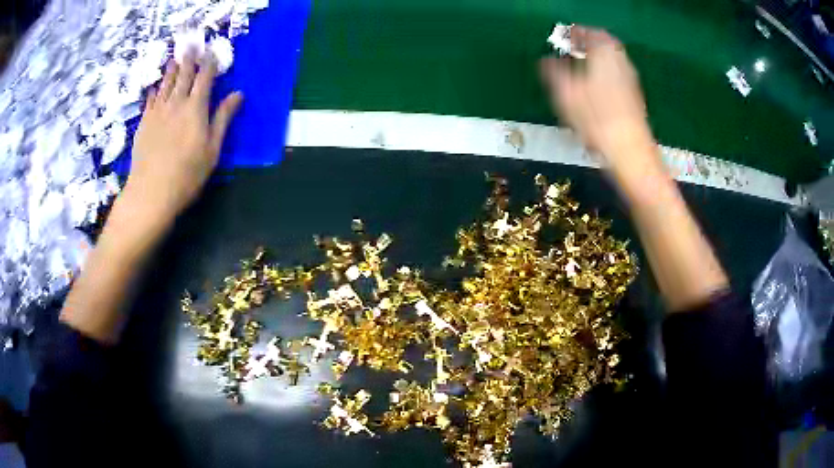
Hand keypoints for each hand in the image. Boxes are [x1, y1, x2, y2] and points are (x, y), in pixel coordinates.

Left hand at [125, 53, 242, 224]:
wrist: (151, 192)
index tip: (213, 52)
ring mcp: (157, 112)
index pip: (205, 78)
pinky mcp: (144, 123)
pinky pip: (150, 99)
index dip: (210, 64)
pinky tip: (156, 87)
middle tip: (192, 46)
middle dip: (190, 59)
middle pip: (184, 75)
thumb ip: (223, 119)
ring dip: (172, 69)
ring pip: (166, 84)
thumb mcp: (212, 149)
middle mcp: (176, 103)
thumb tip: (238, 94)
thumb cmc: (187, 174)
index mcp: (195, 108)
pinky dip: (155, 90)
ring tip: (175, 59)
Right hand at [540, 27, 654, 170]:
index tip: (566, 38)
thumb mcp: (566, 95)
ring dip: (598, 58)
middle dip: (589, 44)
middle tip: (574, 50)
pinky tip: (597, 87)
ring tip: (583, 67)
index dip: (577, 33)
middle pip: (606, 44)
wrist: (631, 153)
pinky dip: (606, 73)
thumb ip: (554, 73)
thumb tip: (546, 61)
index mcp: (604, 55)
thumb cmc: (597, 121)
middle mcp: (621, 63)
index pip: (591, 33)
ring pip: (613, 60)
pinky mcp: (635, 98)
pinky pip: (618, 74)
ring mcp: (630, 81)